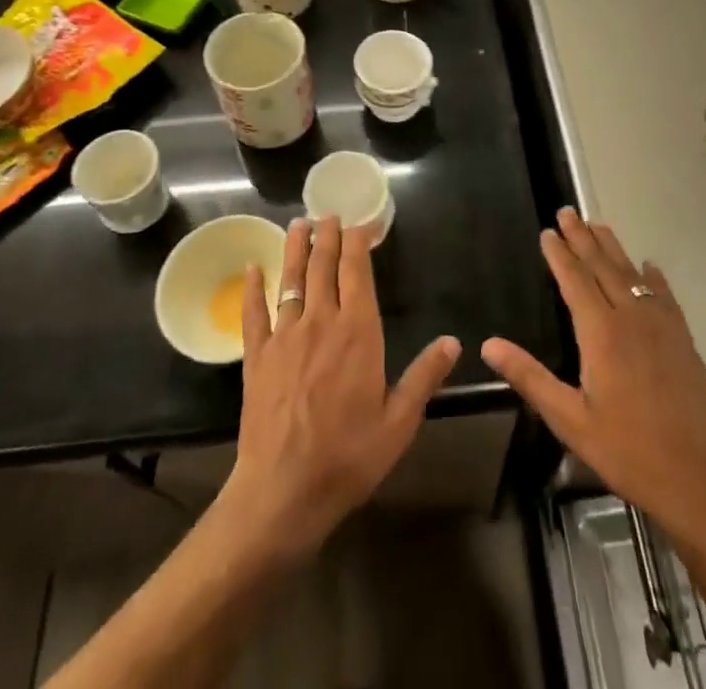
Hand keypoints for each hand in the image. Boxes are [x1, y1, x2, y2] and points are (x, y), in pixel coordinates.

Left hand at [218, 215, 459, 559]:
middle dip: (327, 237)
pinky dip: (252, 288)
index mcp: (358, 331)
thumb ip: (425, 376)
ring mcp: (285, 337)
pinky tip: (251, 268)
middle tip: (328, 214)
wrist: (284, 491)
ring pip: (290, 280)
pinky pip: (253, 313)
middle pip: (322, 267)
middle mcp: (321, 322)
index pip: (357, 272)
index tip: (359, 224)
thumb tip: (453, 342)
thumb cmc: (349, 456)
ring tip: (297, 224)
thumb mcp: (400, 422)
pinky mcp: (257, 357)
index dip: (357, 243)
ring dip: (294, 249)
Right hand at [483, 209, 705, 545]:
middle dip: (582, 238)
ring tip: (598, 225)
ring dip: (613, 248)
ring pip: (632, 275)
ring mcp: (662, 327)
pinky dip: (652, 278)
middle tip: (568, 212)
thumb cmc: (627, 452)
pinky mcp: (684, 341)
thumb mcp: (570, 420)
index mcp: (601, 334)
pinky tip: (649, 268)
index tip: (548, 231)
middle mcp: (631, 318)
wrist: (699, 481)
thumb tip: (489, 345)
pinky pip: (664, 296)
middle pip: (602, 267)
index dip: (559, 254)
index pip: (575, 280)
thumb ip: (530, 377)